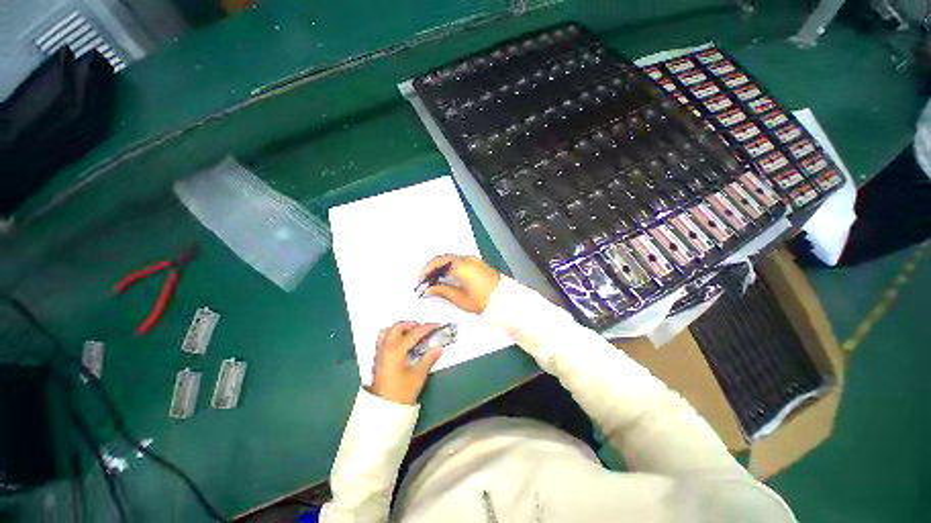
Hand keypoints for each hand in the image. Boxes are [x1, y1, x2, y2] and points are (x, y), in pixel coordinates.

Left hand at [370, 321, 443, 404]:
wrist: (384, 410)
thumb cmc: (401, 393)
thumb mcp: (418, 376)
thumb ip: (429, 359)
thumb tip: (439, 347)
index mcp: (395, 351)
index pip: (414, 333)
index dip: (427, 328)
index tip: (437, 325)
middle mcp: (385, 348)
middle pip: (398, 327)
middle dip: (412, 324)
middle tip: (424, 328)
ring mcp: (380, 352)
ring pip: (388, 331)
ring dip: (401, 328)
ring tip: (413, 332)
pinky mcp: (378, 357)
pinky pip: (384, 338)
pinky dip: (393, 334)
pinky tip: (402, 341)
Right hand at [419, 255, 500, 312]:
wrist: (505, 300)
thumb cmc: (483, 300)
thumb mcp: (459, 298)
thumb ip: (441, 291)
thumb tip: (427, 289)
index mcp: (461, 265)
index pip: (438, 262)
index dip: (426, 270)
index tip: (420, 280)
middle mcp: (467, 259)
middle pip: (444, 258)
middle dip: (432, 268)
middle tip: (425, 280)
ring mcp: (473, 260)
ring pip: (451, 259)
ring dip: (441, 267)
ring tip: (434, 280)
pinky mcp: (478, 263)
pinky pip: (459, 261)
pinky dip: (450, 267)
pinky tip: (447, 276)